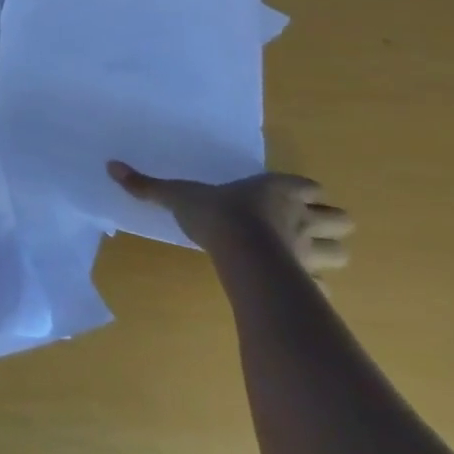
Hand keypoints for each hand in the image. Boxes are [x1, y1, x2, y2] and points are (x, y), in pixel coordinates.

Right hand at [108, 161, 353, 275]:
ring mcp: (310, 252)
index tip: (290, 196)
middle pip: (341, 220)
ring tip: (305, 256)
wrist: (242, 255)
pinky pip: (324, 286)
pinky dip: (316, 286)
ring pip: (342, 253)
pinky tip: (295, 287)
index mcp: (278, 190)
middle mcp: (301, 217)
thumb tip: (111, 166)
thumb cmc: (216, 215)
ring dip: (330, 253)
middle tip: (305, 227)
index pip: (310, 187)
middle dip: (329, 224)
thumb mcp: (176, 195)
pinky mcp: (309, 282)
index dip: (304, 192)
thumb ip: (148, 185)